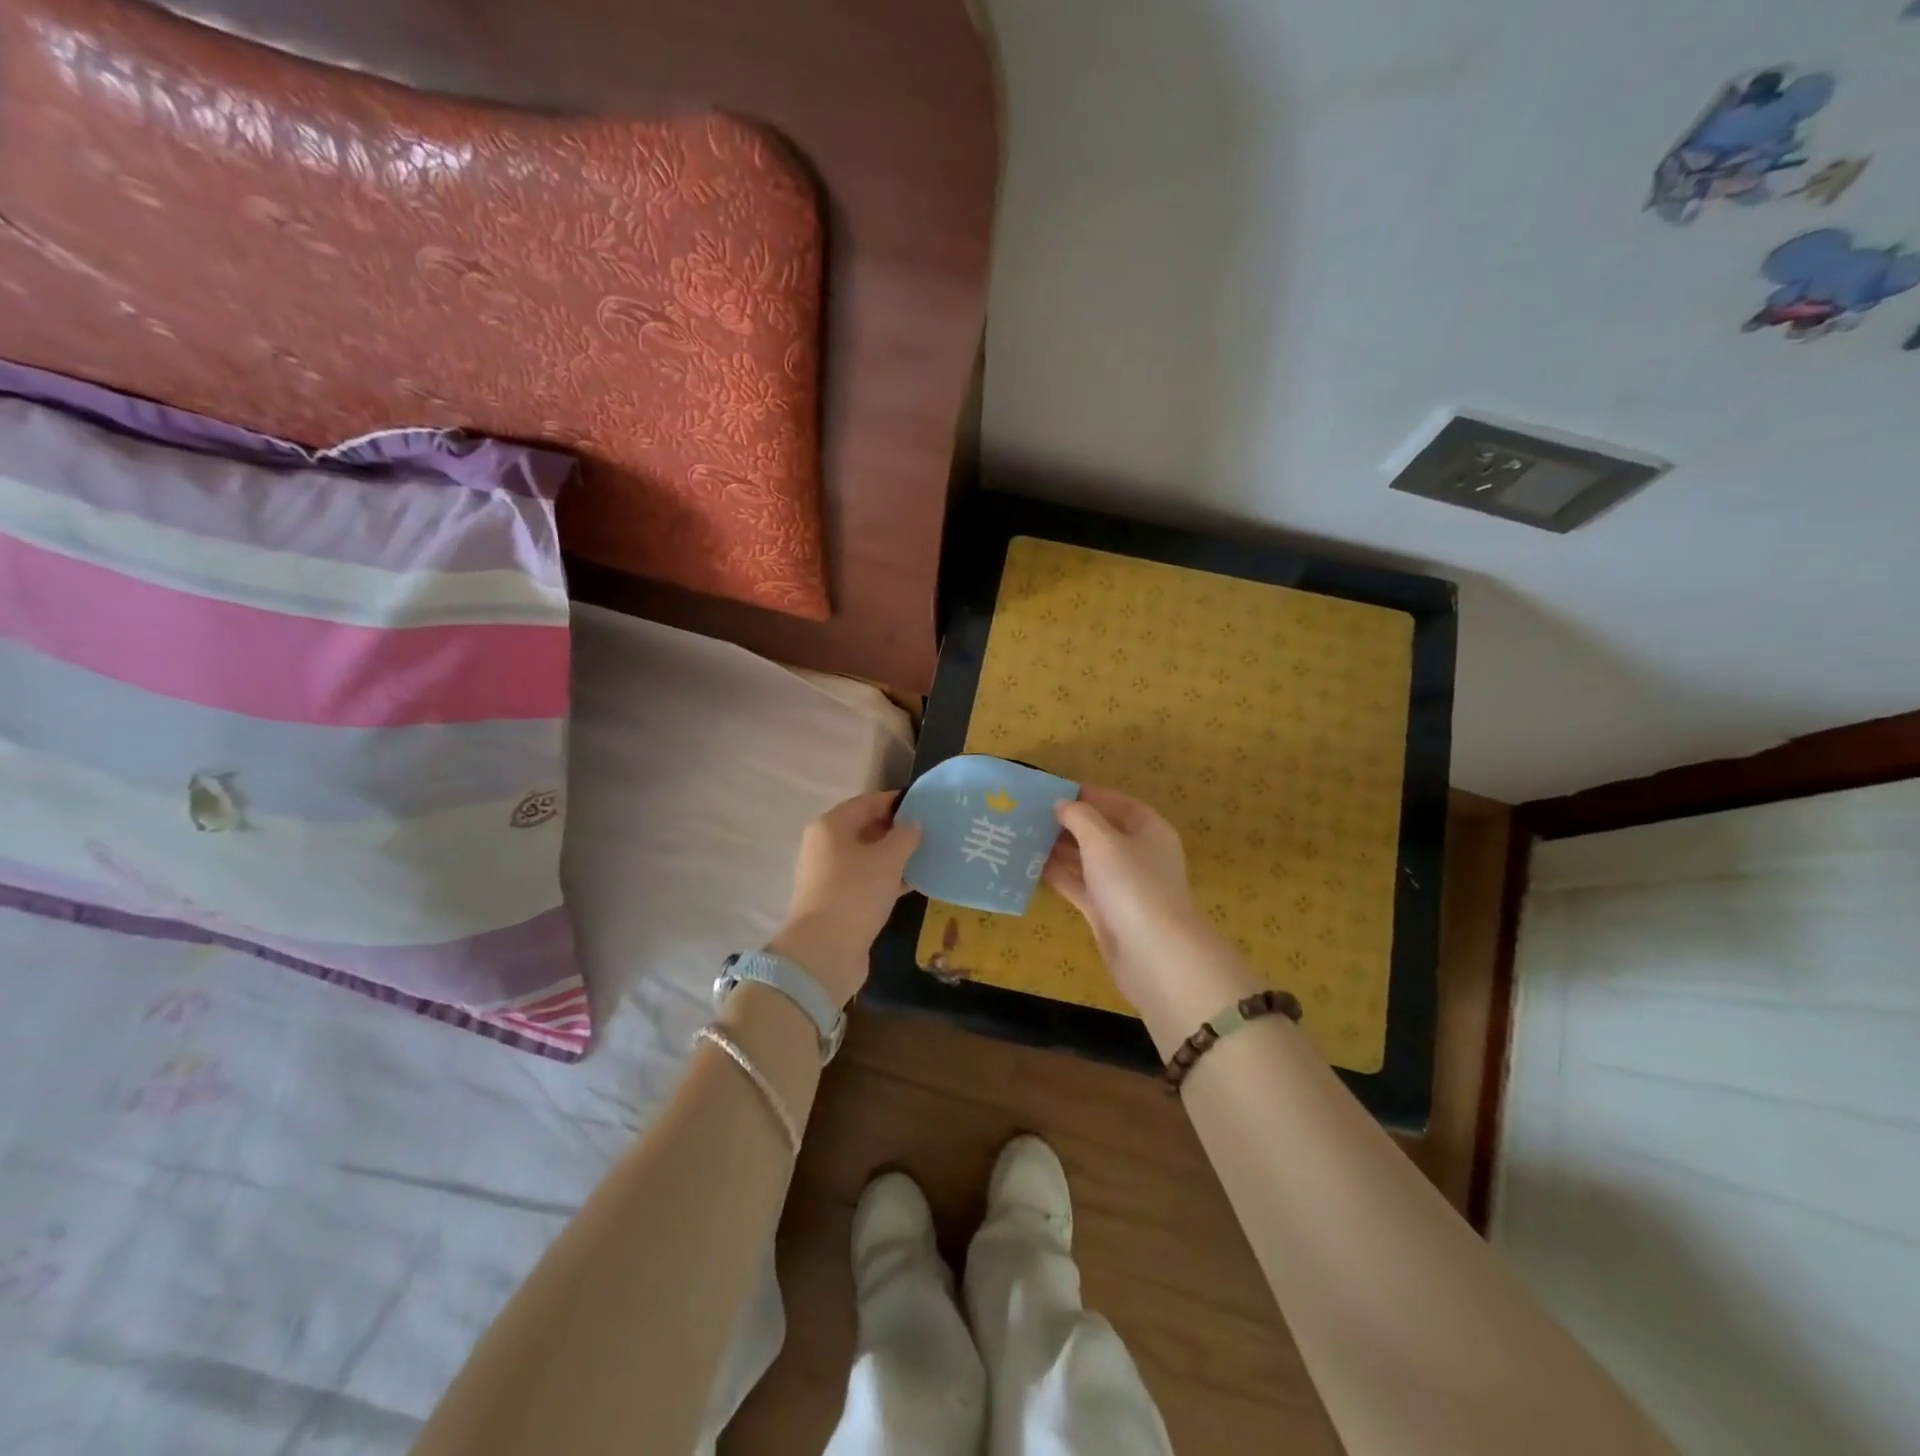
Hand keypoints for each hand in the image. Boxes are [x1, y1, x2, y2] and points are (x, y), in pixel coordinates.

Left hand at [769, 791, 921, 1007]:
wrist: (825, 950)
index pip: (867, 802)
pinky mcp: (837, 901)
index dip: (895, 801)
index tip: (924, 804)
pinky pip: (867, 881)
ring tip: (927, 855)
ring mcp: (829, 876)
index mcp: (831, 826)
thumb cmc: (856, 892)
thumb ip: (905, 835)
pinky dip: (887, 879)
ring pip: (867, 857)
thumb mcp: (888, 858)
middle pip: (865, 829)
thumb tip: (912, 825)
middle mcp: (825, 846)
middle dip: (896, 829)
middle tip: (930, 831)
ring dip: (894, 856)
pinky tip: (914, 883)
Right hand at [1045, 787, 1254, 1033]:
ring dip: (1060, 849)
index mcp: (1150, 831)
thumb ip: (1080, 817)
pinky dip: (1060, 875)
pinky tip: (1032, 866)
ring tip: (1025, 836)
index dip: (1091, 796)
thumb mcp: (1103, 841)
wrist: (1152, 953)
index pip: (1120, 804)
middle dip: (1070, 824)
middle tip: (1032, 815)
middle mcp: (1139, 855)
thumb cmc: (1131, 884)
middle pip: (1102, 832)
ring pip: (1088, 860)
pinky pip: (1080, 885)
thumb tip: (1062, 804)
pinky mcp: (1107, 911)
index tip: (1056, 792)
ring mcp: (1123, 886)